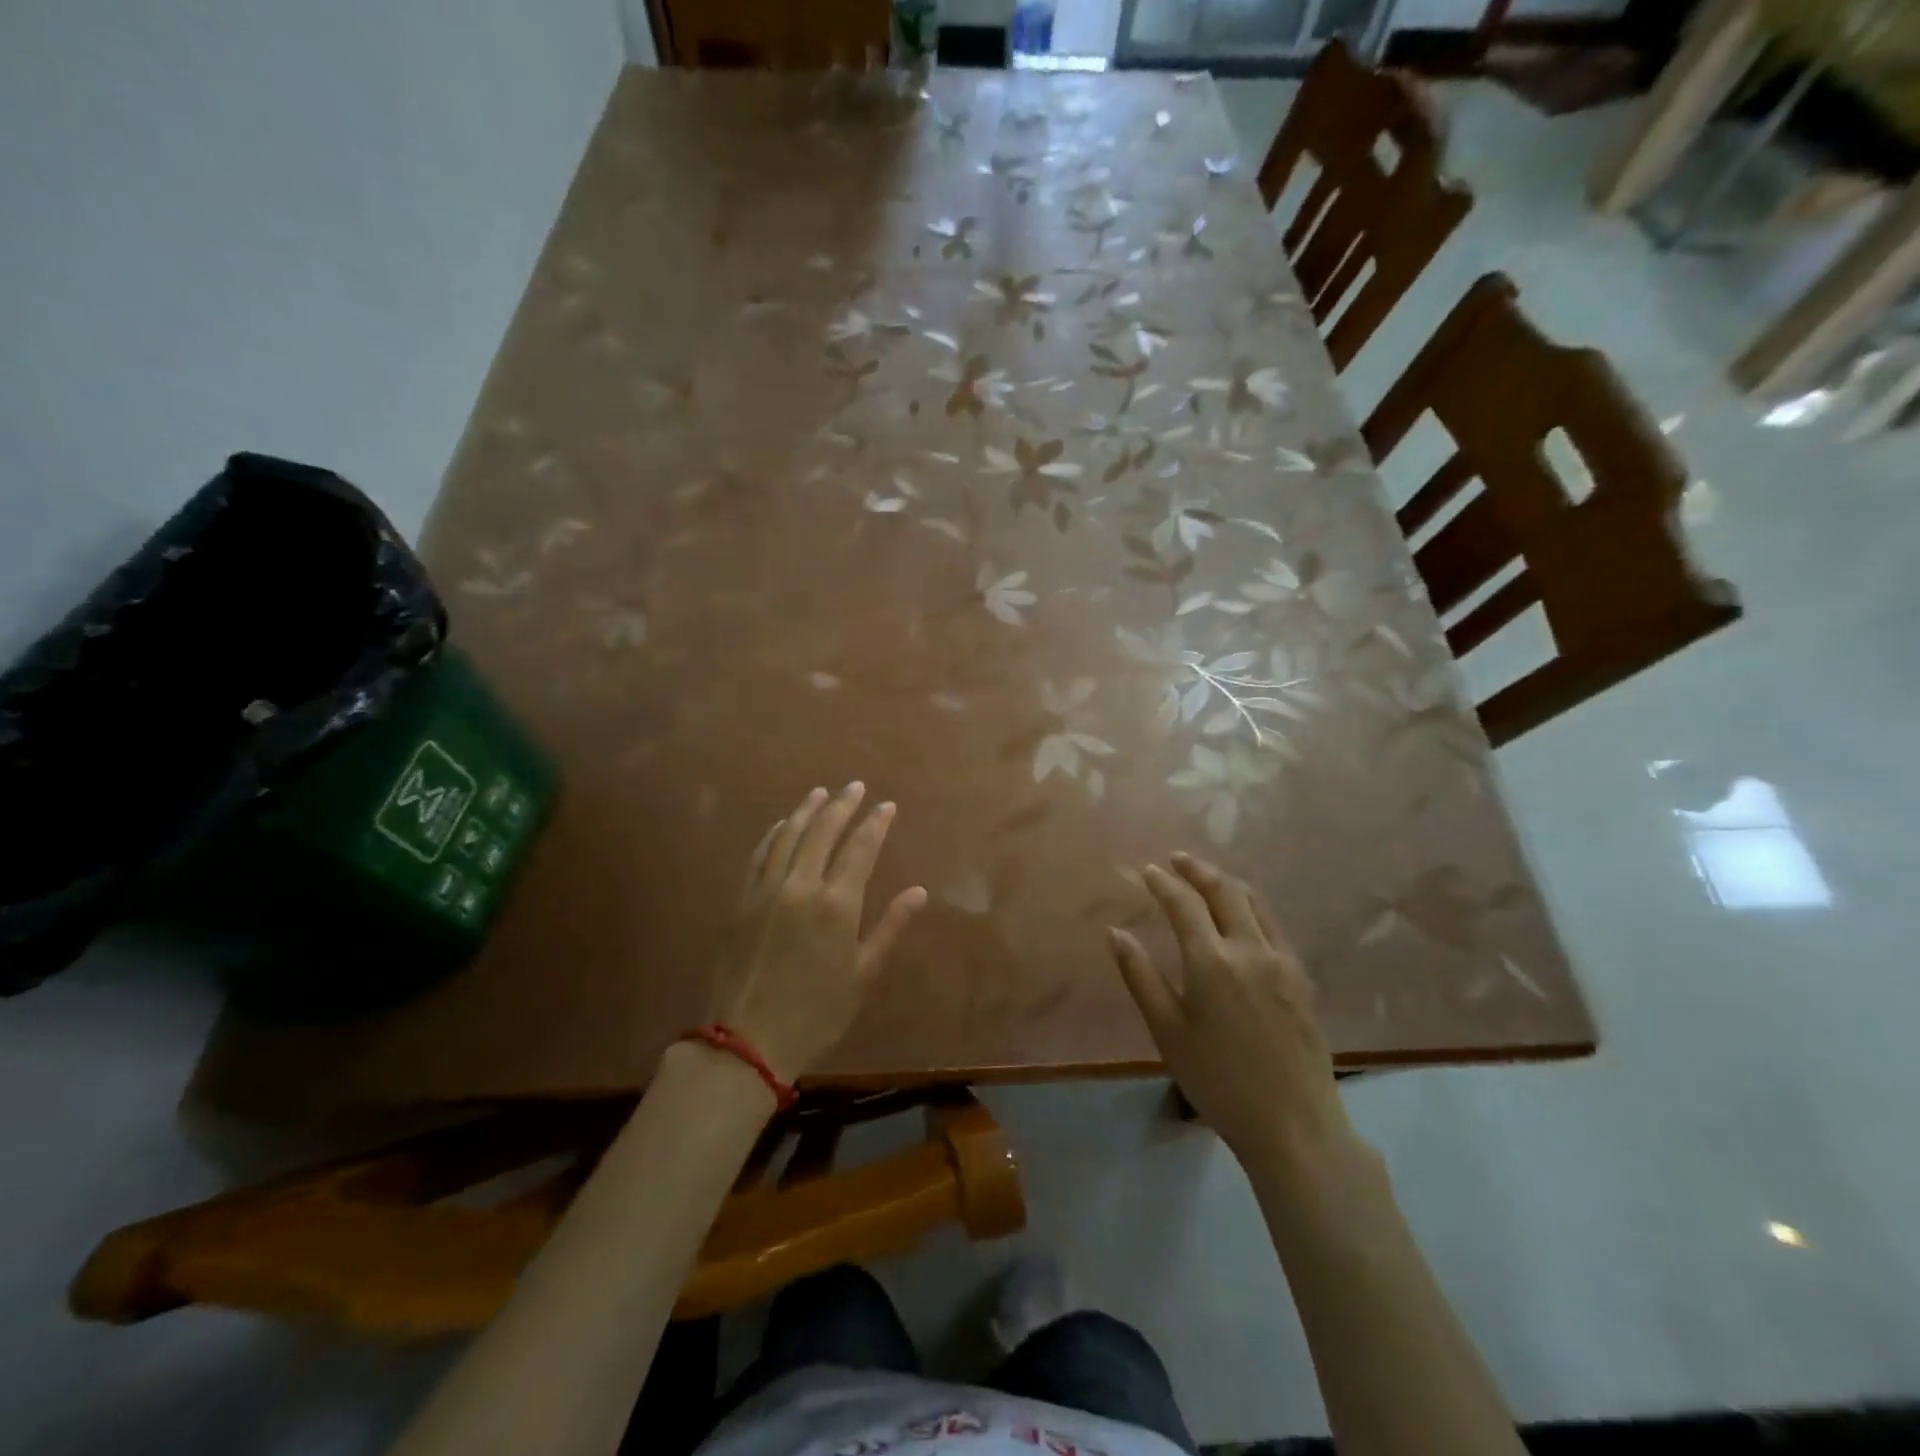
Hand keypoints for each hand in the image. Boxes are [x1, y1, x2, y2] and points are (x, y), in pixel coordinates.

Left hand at [711, 782, 926, 1084]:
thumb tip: (919, 891)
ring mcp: (767, 890)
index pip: (860, 849)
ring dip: (807, 810)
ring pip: (789, 836)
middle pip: (823, 832)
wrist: (748, 1040)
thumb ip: (890, 927)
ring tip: (820, 792)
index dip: (875, 823)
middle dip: (842, 805)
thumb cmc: (817, 1012)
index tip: (886, 805)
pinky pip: (759, 855)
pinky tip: (782, 824)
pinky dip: (773, 834)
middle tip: (855, 786)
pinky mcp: (742, 900)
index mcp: (837, 904)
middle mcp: (801, 886)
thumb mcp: (862, 974)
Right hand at [1108, 853, 1353, 1171]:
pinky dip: (1251, 905)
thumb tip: (1115, 933)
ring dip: (1227, 882)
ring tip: (1207, 877)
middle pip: (1224, 891)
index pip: (1183, 904)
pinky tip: (1242, 915)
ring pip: (1254, 902)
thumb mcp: (1167, 1032)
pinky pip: (1273, 924)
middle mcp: (1250, 949)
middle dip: (1197, 870)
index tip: (1147, 870)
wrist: (1294, 1125)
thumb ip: (1140, 977)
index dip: (1163, 882)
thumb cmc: (1218, 1081)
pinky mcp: (1301, 977)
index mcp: (1212, 962)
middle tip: (1177, 860)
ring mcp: (1282, 961)